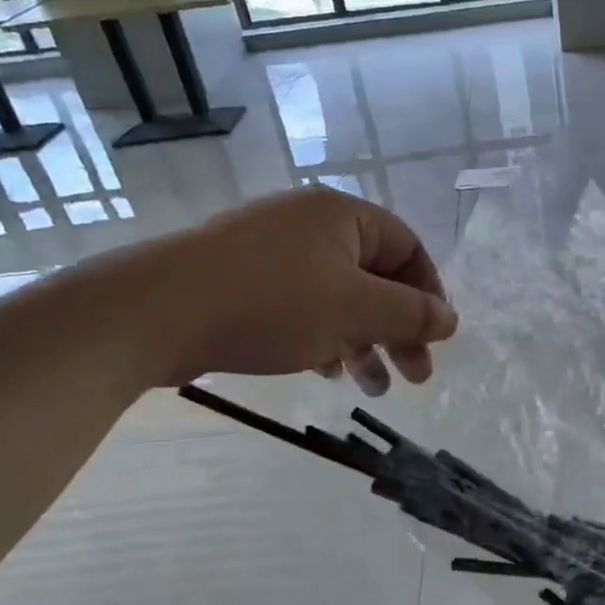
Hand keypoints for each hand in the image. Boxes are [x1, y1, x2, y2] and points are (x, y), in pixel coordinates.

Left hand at [108, 185, 457, 389]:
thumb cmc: (270, 302)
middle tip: (414, 376)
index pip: (407, 248)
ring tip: (371, 388)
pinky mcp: (242, 280)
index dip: (428, 295)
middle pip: (374, 276)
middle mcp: (309, 225)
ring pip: (337, 296)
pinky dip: (322, 337)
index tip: (435, 339)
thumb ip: (410, 315)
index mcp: (341, 216)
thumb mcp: (354, 309)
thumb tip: (450, 319)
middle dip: (397, 329)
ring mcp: (272, 251)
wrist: (154, 312)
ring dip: (362, 342)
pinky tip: (325, 369)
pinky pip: (301, 305)